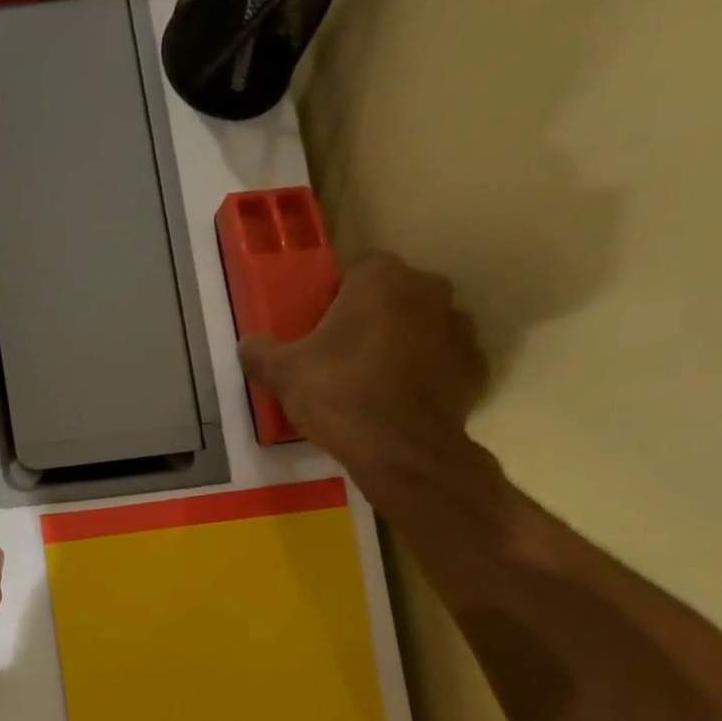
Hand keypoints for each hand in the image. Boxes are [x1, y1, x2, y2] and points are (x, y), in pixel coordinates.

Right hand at [238, 251, 489, 471]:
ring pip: (421, 327)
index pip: (355, 272)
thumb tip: (247, 344)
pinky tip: (401, 404)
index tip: (319, 333)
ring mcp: (458, 326)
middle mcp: (428, 289)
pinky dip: (425, 376)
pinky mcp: (474, 365)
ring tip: (372, 385)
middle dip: (370, 320)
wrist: (399, 449)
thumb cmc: (338, 396)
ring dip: (401, 345)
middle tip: (342, 360)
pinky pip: (442, 362)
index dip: (334, 301)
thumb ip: (261, 353)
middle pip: (392, 296)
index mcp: (381, 279)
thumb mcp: (284, 375)